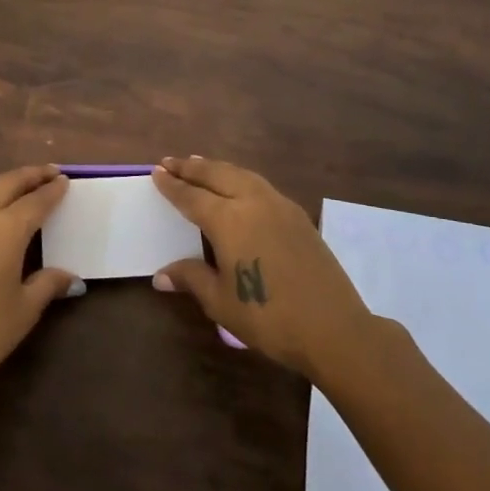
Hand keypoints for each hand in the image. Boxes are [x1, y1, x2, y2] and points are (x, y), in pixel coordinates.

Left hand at [0, 165, 77, 403]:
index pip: (36, 201)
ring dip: (5, 184)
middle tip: (49, 171)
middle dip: (30, 175)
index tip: (65, 181)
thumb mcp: (23, 311)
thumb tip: (70, 277)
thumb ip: (47, 285)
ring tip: (22, 187)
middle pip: (7, 184)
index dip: (52, 191)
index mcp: (6, 229)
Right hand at [151, 156, 371, 378]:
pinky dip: (240, 177)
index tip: (156, 172)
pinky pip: (260, 185)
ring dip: (217, 168)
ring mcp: (279, 205)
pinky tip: (238, 185)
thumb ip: (191, 278)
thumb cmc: (268, 317)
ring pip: (241, 174)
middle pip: (217, 175)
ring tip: (200, 164)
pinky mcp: (298, 216)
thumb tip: (160, 275)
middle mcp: (252, 202)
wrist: (333, 327)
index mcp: (228, 220)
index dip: (172, 185)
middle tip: (171, 162)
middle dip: (191, 167)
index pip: (191, 196)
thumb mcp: (220, 301)